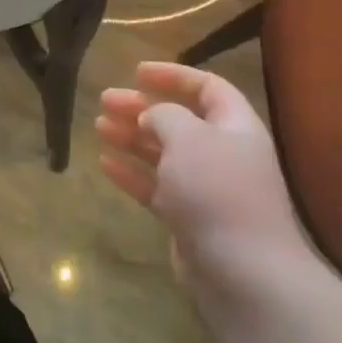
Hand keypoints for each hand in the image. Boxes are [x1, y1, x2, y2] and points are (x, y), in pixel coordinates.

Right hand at [96, 62, 323, 310]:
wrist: (242, 271)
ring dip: (132, 137)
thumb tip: (152, 116)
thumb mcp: (188, 137)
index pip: (207, 87)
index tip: (136, 72)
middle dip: (142, 107)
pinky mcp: (188, 218)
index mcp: (234, 127)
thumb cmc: (217, 190)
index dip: (173, 75)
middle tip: (106, 99)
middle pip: (180, 120)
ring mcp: (205, 188)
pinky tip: (105, 163)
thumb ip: (165, 115)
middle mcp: (222, 153)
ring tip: (99, 126)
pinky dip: (131, 173)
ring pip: (163, 153)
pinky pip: (155, 186)